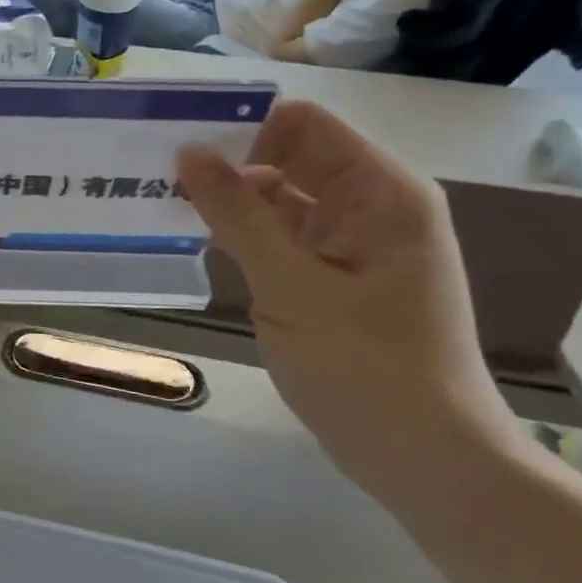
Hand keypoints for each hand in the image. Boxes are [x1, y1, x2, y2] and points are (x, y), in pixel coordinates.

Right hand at [177, 101, 510, 492]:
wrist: (424, 458)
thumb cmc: (366, 367)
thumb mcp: (291, 287)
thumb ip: (238, 215)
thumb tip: (189, 152)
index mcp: (380, 191)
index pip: (302, 124)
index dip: (243, 129)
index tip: (182, 152)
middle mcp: (369, 204)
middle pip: (288, 156)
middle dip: (228, 164)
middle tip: (158, 178)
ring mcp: (350, 242)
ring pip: (279, 198)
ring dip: (229, 202)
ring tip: (164, 206)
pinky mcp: (331, 276)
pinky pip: (281, 237)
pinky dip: (242, 236)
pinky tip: (198, 243)